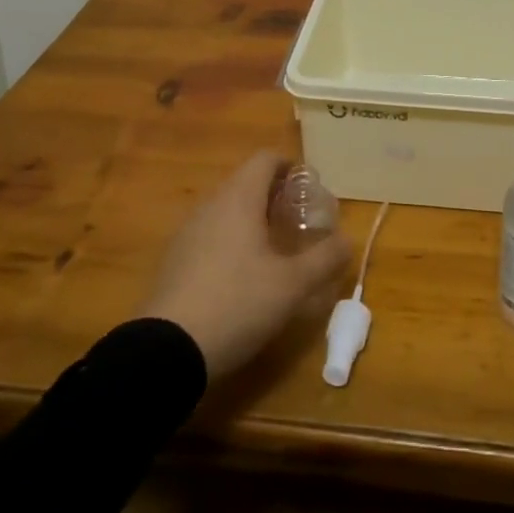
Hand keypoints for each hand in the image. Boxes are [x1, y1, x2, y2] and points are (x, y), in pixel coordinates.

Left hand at [137, 150, 353, 380]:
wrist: (166, 353)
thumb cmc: (237, 303)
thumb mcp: (292, 285)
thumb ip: (324, 258)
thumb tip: (347, 241)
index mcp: (239, 198)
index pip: (266, 159)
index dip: (291, 167)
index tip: (309, 191)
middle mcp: (211, 205)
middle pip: (246, 182)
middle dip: (275, 195)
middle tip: (298, 221)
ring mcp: (187, 232)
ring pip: (226, 210)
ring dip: (251, 219)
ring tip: (273, 250)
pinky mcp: (173, 262)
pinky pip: (209, 235)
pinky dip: (230, 241)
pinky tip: (241, 277)